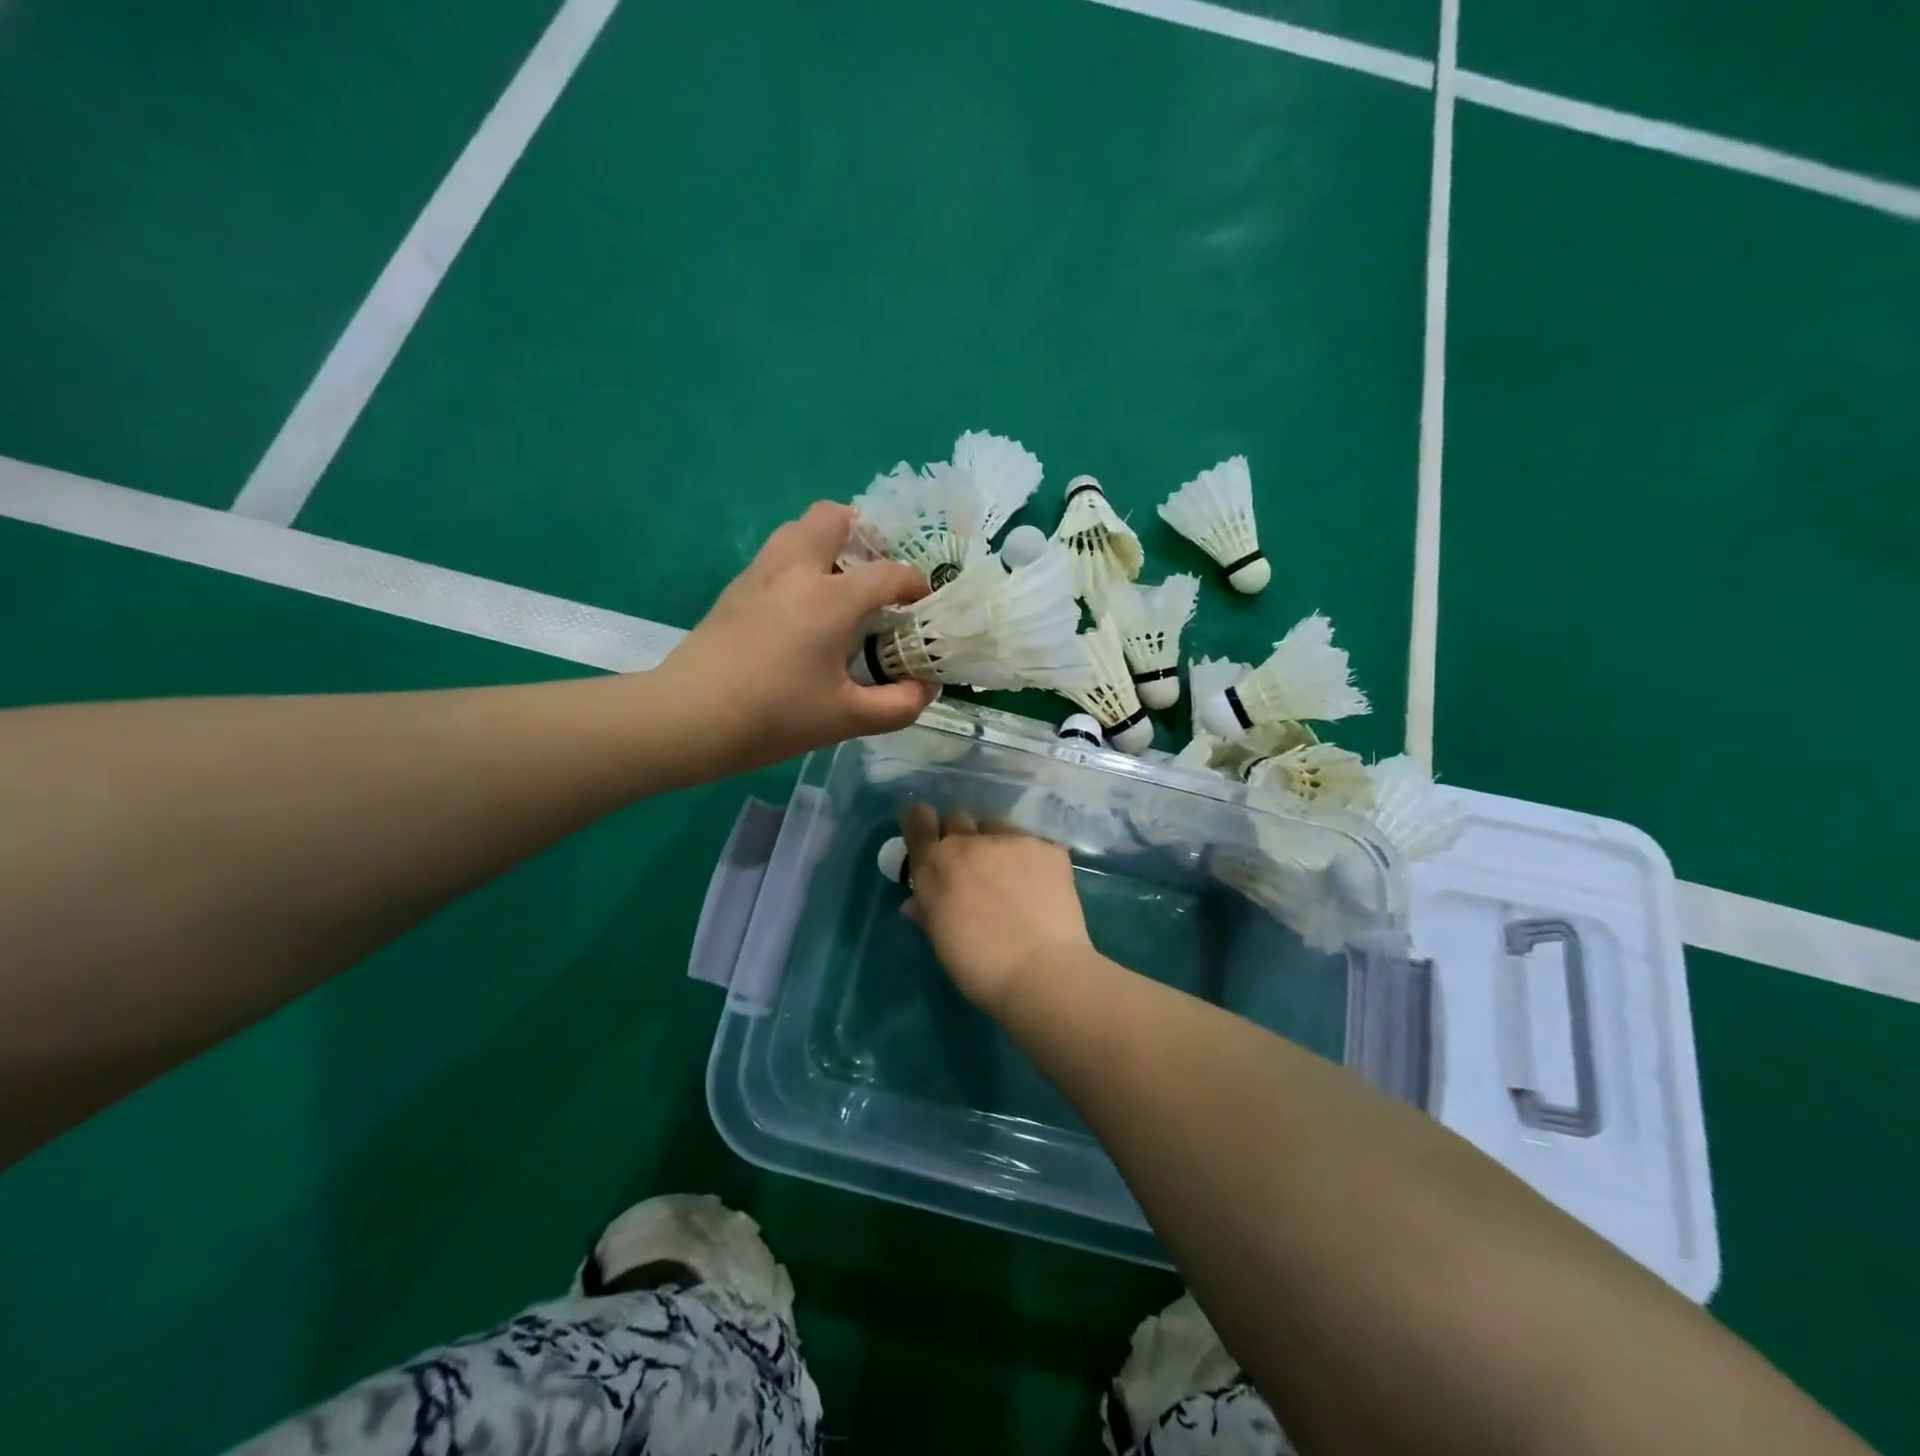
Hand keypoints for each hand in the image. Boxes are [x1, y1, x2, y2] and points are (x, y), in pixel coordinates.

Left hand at [657, 503, 937, 771]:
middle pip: (833, 516)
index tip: (923, 604)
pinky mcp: (735, 589)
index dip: (914, 585)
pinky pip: (776, 553)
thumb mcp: (847, 719)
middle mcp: (796, 570)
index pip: (888, 574)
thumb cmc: (774, 717)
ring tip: (841, 583)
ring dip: (827, 542)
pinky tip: (802, 606)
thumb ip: (899, 705)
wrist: (689, 718)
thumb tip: (926, 688)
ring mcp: (760, 574)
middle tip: (876, 573)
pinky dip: (799, 562)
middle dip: (864, 534)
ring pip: (798, 528)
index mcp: (831, 599)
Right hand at [898, 804, 1096, 1014]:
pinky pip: (1032, 843)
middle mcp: (969, 842)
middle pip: (958, 818)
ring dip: (996, 843)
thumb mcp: (941, 940)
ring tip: (1011, 875)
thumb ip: (928, 911)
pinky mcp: (1047, 847)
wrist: (1041, 972)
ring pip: (996, 826)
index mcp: (935, 864)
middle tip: (972, 866)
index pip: (918, 820)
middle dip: (961, 836)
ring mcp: (1011, 840)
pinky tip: (1041, 886)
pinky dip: (1031, 859)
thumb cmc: (979, 968)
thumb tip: (916, 902)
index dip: (921, 824)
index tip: (929, 835)